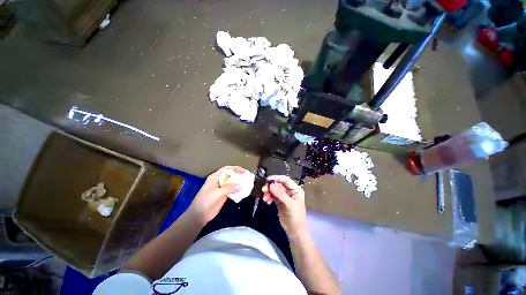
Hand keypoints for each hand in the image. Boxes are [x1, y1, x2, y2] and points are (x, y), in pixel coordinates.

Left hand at [189, 166, 245, 224]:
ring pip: (232, 183)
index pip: (226, 169)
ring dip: (239, 183)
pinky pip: (232, 190)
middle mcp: (219, 181)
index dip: (235, 169)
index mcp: (215, 177)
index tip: (244, 171)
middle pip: (230, 175)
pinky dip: (238, 190)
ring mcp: (221, 188)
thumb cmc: (205, 201)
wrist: (199, 216)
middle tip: (247, 177)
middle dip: (238, 175)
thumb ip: (229, 188)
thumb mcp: (217, 193)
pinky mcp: (224, 195)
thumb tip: (241, 185)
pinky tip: (243, 191)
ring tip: (247, 183)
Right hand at [261, 175, 306, 236]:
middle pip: (278, 184)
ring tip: (265, 199)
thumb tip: (271, 185)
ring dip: (269, 193)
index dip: (276, 178)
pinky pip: (273, 196)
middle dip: (271, 187)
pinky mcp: (280, 201)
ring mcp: (285, 196)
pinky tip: (268, 202)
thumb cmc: (295, 217)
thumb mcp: (289, 204)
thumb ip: (280, 194)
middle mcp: (290, 191)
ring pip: (275, 190)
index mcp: (295, 189)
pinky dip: (269, 197)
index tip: (267, 179)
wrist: (294, 231)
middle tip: (263, 190)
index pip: (285, 180)